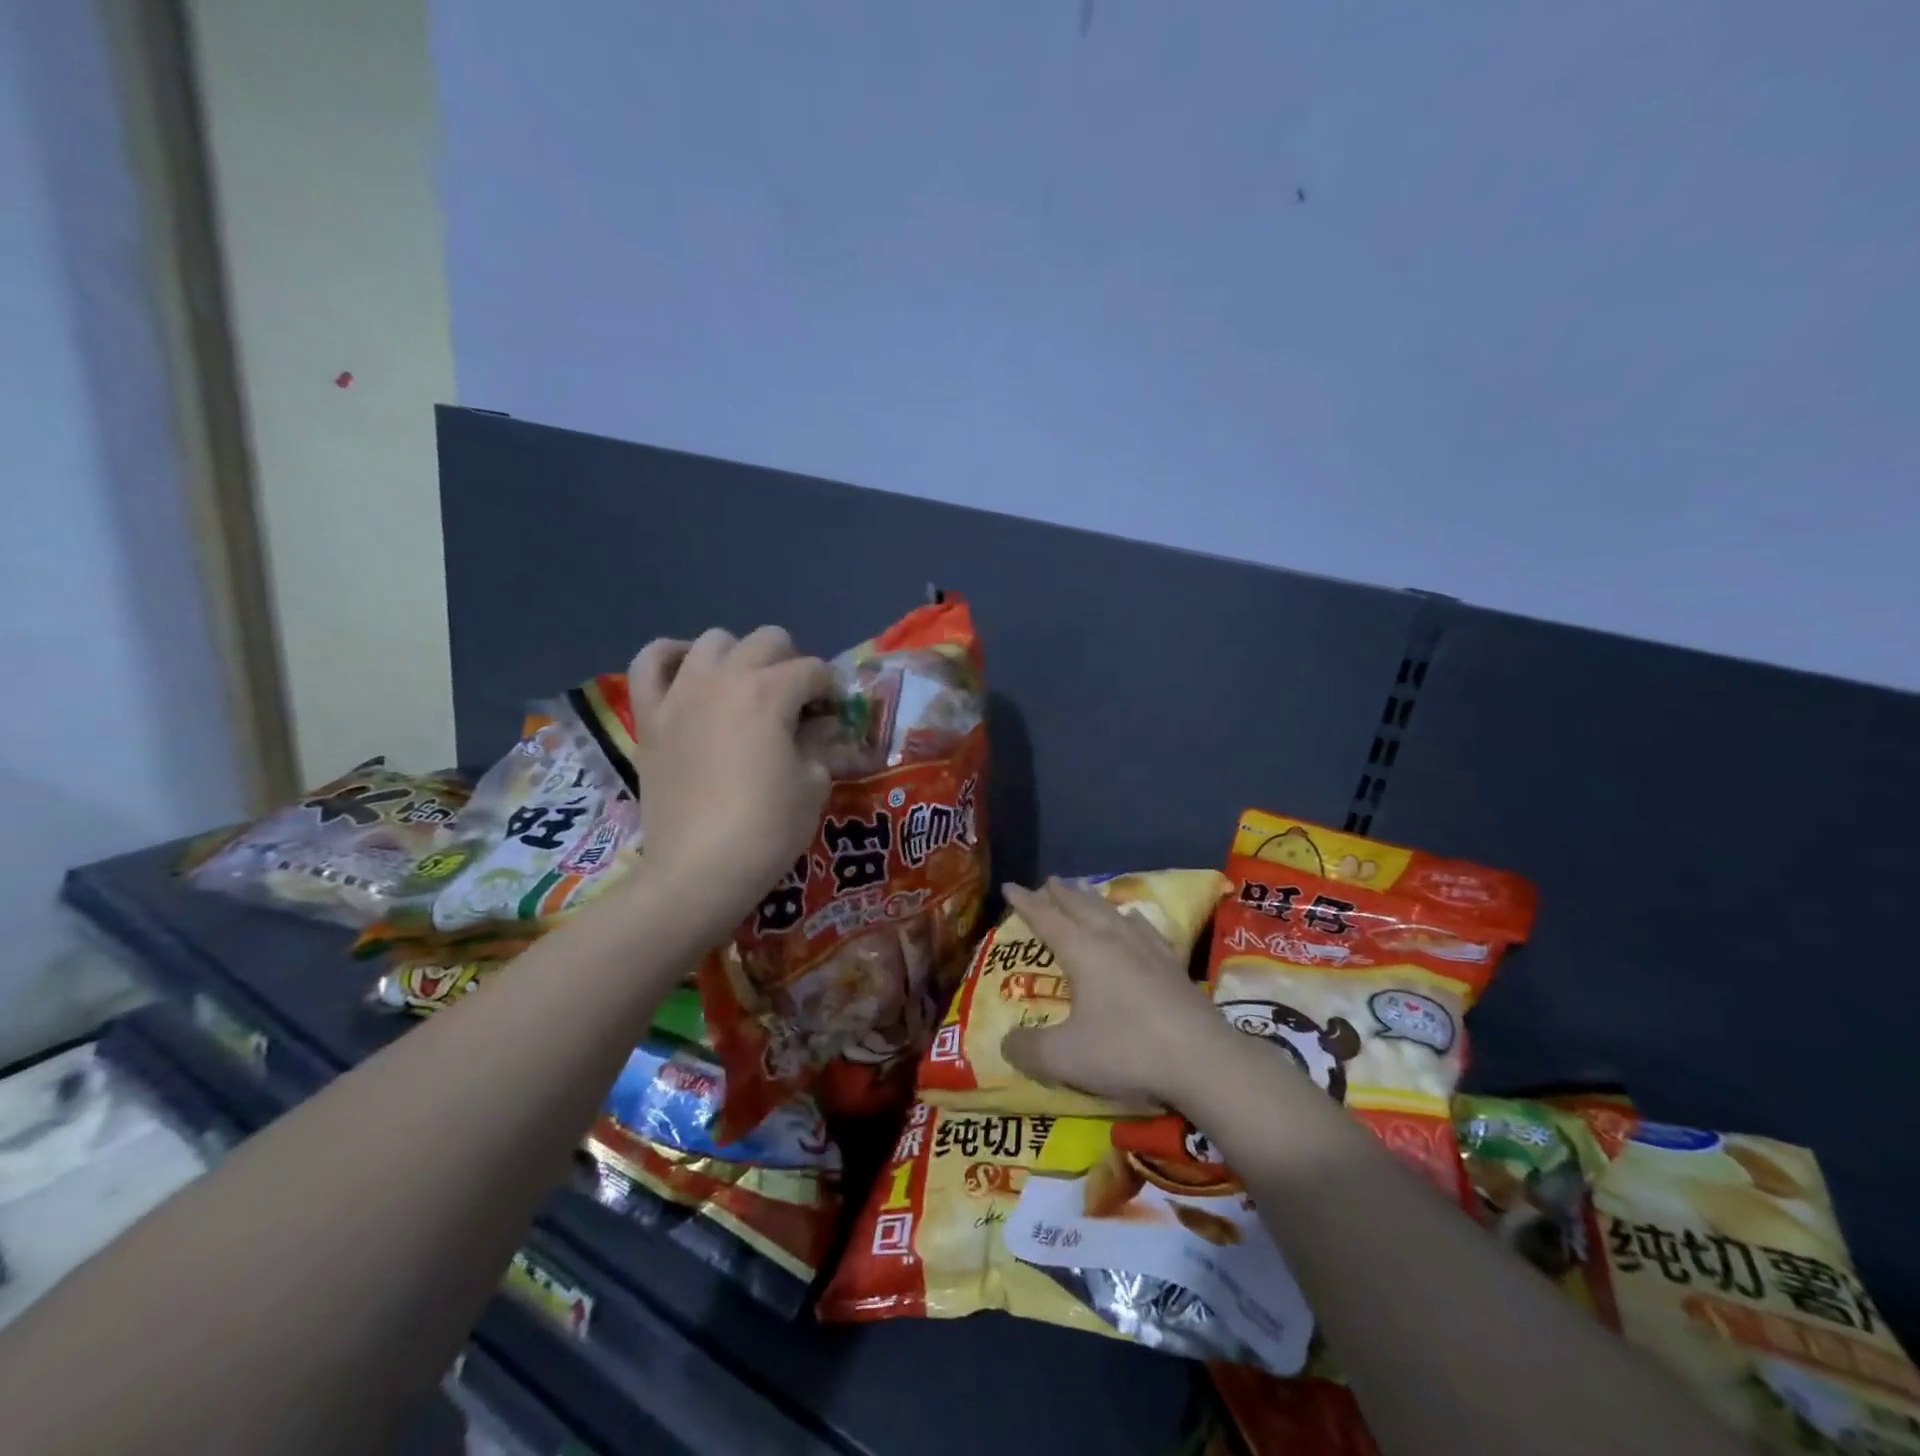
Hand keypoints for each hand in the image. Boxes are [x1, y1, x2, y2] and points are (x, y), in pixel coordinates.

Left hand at [627, 626, 833, 944]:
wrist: (698, 871)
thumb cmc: (767, 829)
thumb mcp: (813, 784)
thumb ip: (819, 742)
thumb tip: (819, 724)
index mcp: (770, 693)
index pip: (813, 670)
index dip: (831, 690)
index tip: (834, 715)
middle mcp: (724, 678)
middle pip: (768, 641)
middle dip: (792, 664)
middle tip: (796, 703)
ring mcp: (681, 694)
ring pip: (713, 641)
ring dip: (739, 657)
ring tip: (746, 689)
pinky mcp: (651, 716)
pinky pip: (649, 663)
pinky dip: (670, 657)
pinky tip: (689, 672)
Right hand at [999, 878, 1238, 1109]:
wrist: (1202, 1058)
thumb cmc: (1127, 1050)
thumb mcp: (1065, 1057)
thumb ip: (1029, 1049)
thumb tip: (1006, 1043)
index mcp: (1083, 951)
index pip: (1046, 919)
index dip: (1026, 903)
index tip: (1010, 886)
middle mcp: (1112, 939)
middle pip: (1081, 907)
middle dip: (1061, 894)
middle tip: (1049, 881)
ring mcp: (1146, 949)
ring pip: (1112, 913)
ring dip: (1092, 900)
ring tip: (1083, 890)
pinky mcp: (1172, 964)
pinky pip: (1144, 929)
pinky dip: (1130, 918)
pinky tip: (1134, 920)